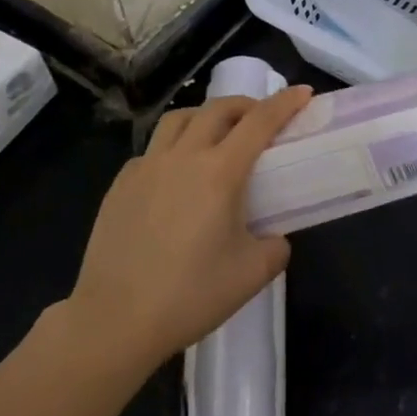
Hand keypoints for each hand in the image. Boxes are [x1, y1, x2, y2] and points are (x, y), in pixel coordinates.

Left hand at [61, 87, 310, 371]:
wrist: (113, 323)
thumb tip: (274, 237)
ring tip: (216, 135)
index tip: (303, 92)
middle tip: (260, 119)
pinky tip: (175, 177)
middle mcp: (184, 157)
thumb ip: (275, 247)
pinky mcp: (120, 185)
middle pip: (218, 108)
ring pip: (180, 119)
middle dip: (246, 105)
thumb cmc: (188, 296)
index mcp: (220, 172)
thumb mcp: (251, 275)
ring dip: (205, 116)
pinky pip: (153, 150)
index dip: (285, 102)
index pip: (260, 121)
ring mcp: (147, 167)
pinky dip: (173, 148)